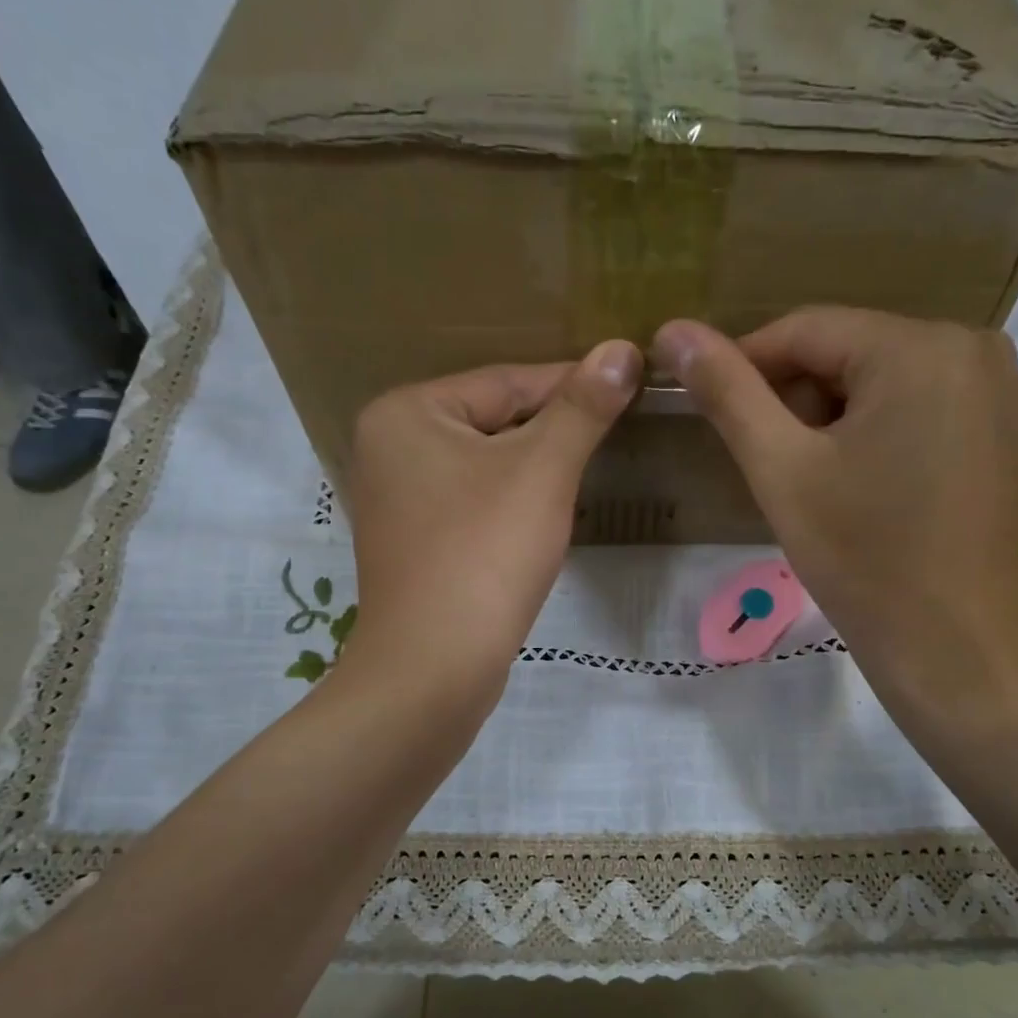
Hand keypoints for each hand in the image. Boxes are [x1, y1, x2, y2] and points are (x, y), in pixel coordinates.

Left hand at [345, 342, 640, 702]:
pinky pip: (472, 505)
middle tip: (615, 429)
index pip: (505, 382)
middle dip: (552, 430)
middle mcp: (389, 448)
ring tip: (587, 470)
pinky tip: (542, 518)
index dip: (572, 384)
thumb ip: (581, 408)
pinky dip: (510, 505)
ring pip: (484, 467)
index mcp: (406, 413)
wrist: (433, 667)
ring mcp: (397, 501)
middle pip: (491, 423)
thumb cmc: (484, 554)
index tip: (628, 383)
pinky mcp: (413, 545)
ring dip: (535, 469)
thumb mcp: (542, 471)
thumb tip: (622, 350)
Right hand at [653, 308, 1017, 733]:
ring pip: (885, 379)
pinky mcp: (1010, 429)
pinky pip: (924, 404)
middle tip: (772, 466)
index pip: (806, 330)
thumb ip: (728, 394)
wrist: (957, 646)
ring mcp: (1002, 388)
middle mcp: (974, 346)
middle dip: (798, 400)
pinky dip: (880, 431)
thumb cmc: (864, 560)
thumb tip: (674, 331)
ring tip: (816, 483)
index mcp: (919, 347)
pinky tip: (867, 487)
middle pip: (850, 352)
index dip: (745, 365)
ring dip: (835, 418)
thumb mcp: (782, 471)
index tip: (706, 407)